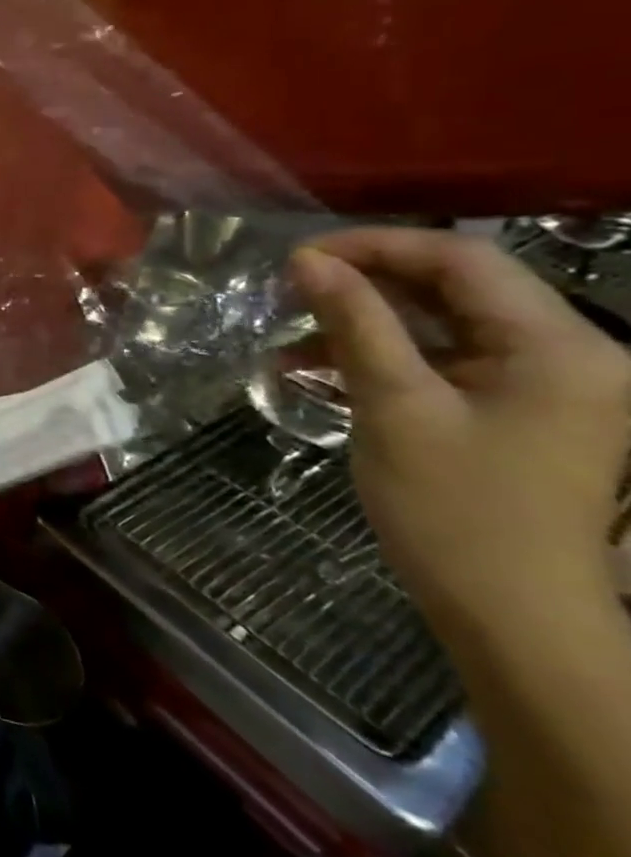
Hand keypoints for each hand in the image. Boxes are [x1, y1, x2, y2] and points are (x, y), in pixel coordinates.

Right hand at [293, 228, 630, 634]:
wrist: (509, 610)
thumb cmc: (453, 507)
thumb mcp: (394, 406)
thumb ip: (355, 324)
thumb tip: (308, 261)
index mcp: (559, 346)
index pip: (464, 260)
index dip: (376, 246)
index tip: (298, 257)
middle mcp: (569, 352)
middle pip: (458, 285)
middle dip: (368, 278)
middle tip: (288, 287)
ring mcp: (546, 382)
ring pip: (445, 319)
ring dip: (367, 316)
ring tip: (292, 326)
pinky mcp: (517, 407)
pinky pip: (445, 357)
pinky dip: (383, 352)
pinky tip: (317, 364)